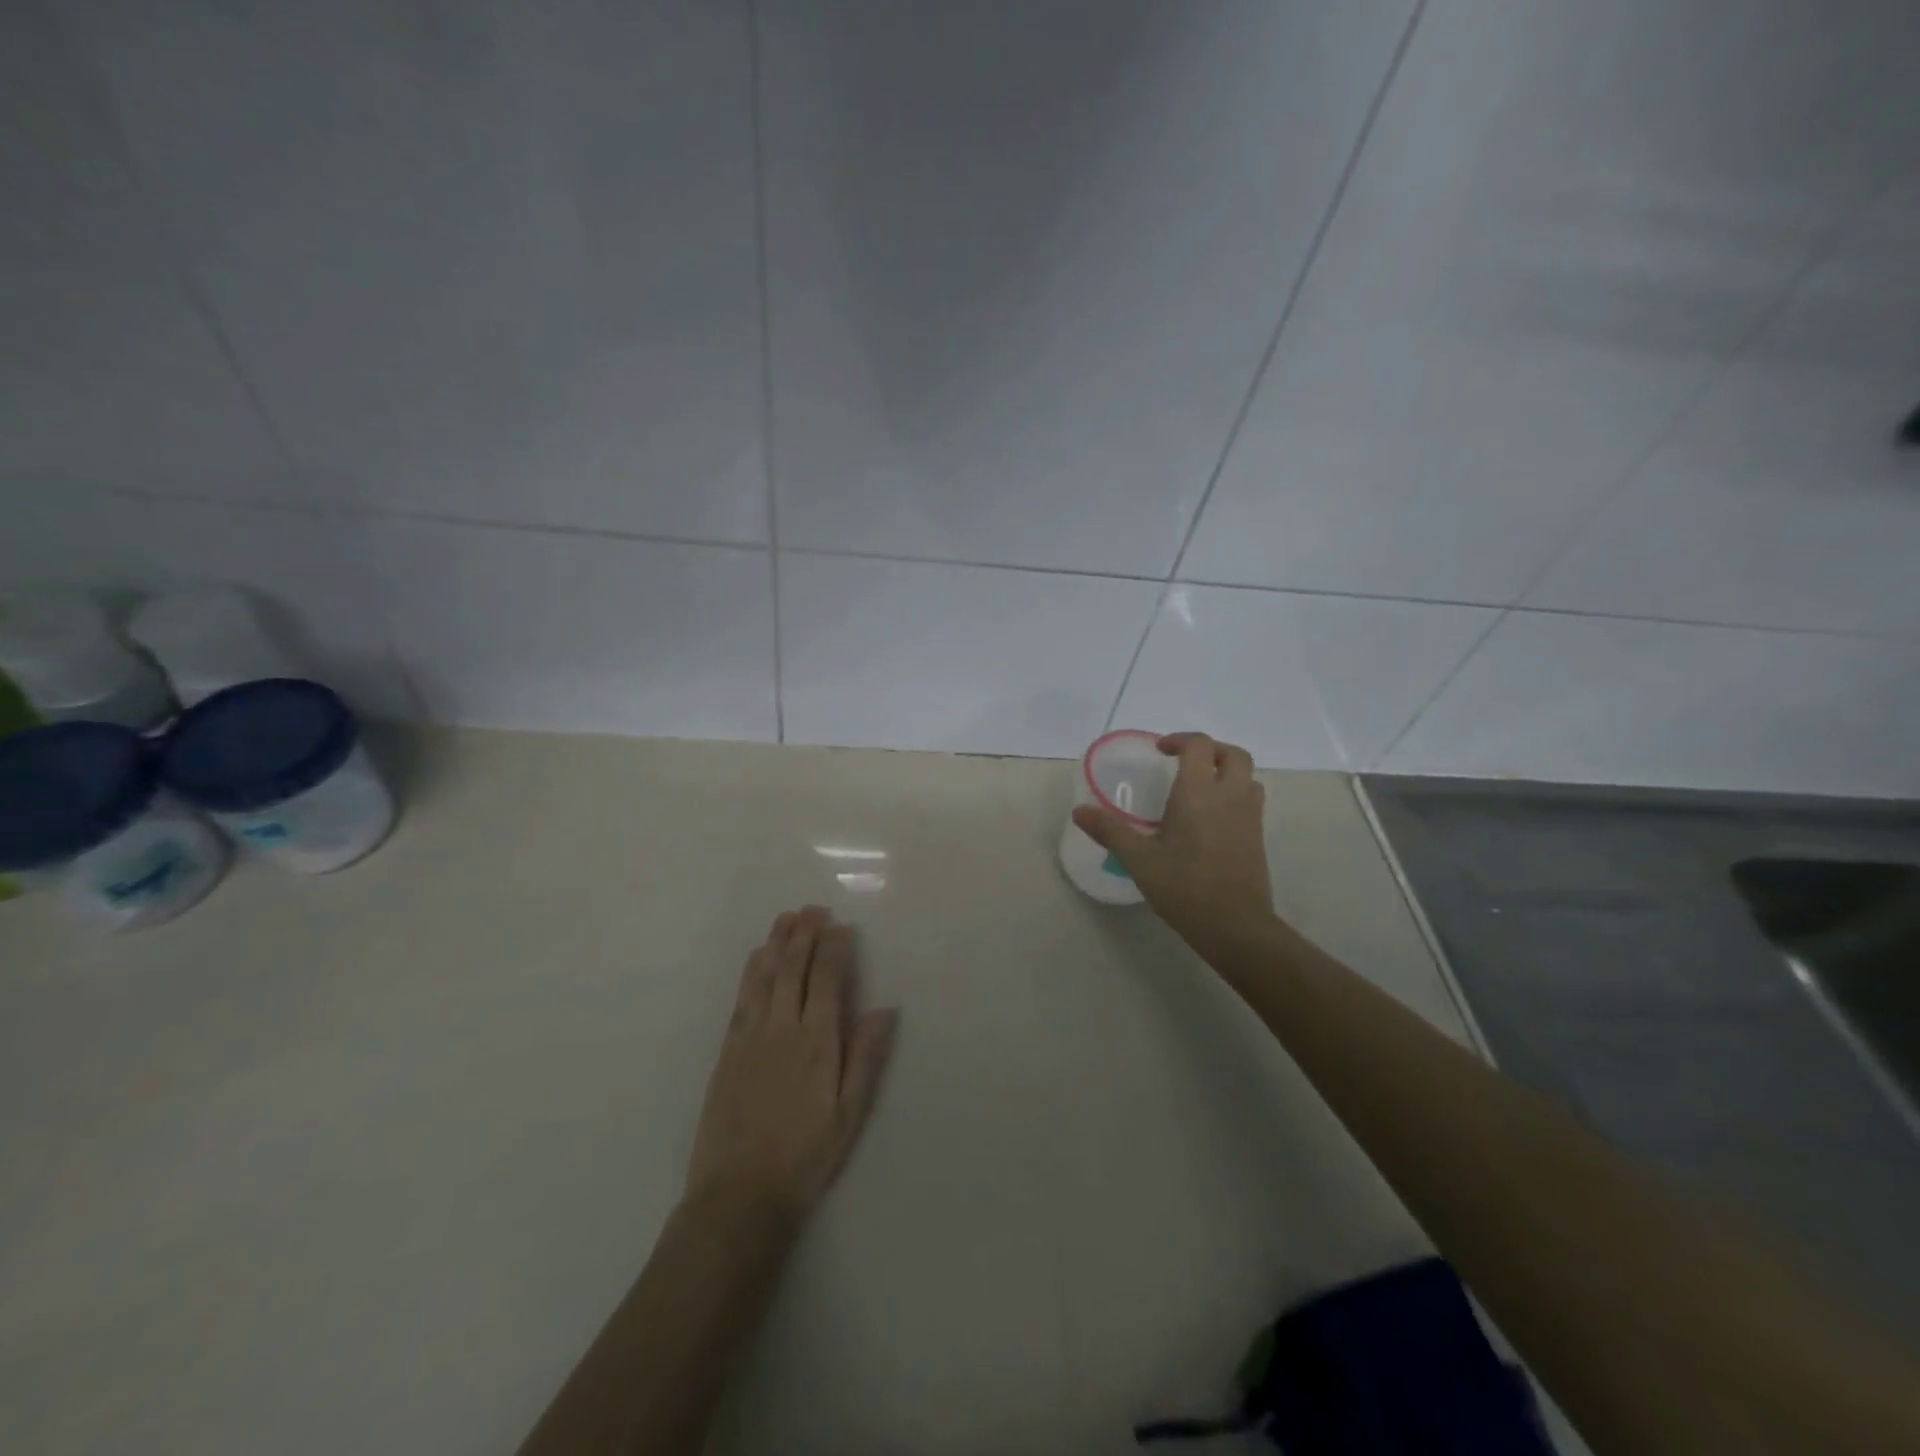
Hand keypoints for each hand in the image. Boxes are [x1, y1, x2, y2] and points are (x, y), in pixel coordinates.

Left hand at [685, 906, 897, 1219]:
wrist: (738, 1195)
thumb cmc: (805, 1156)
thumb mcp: (849, 1114)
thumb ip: (865, 1057)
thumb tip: (884, 1009)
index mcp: (816, 1041)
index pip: (826, 979)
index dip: (834, 948)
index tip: (841, 926)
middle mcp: (781, 1028)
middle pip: (793, 968)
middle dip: (804, 934)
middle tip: (813, 909)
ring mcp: (750, 1037)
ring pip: (764, 976)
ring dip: (776, 943)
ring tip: (786, 918)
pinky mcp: (728, 1050)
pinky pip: (742, 997)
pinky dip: (752, 971)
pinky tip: (757, 958)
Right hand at [1073, 733, 1274, 950]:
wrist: (1235, 925)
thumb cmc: (1184, 887)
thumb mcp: (1139, 859)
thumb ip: (1109, 831)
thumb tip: (1079, 811)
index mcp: (1199, 793)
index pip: (1199, 745)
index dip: (1179, 740)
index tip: (1159, 752)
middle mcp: (1229, 796)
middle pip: (1233, 754)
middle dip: (1209, 749)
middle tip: (1184, 762)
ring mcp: (1250, 816)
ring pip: (1247, 776)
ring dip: (1226, 770)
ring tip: (1200, 786)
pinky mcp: (1258, 836)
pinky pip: (1251, 799)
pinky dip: (1234, 793)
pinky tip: (1211, 817)